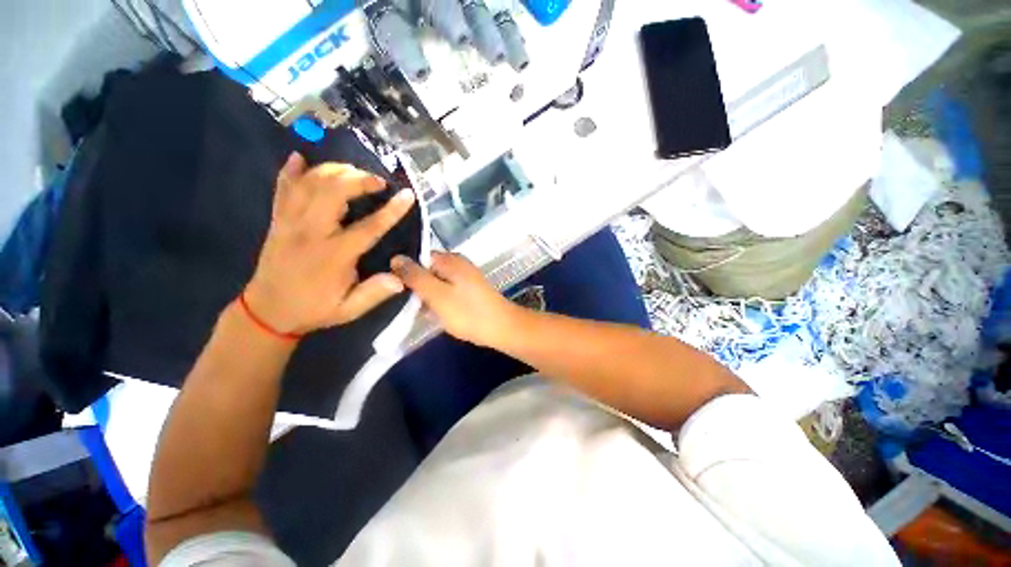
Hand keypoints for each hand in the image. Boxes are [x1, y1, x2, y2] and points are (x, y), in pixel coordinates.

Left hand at [243, 153, 415, 335]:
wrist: (267, 311)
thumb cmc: (313, 309)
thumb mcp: (349, 309)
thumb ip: (374, 293)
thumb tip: (401, 278)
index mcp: (333, 256)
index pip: (368, 227)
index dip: (391, 210)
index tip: (407, 195)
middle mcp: (310, 233)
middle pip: (332, 192)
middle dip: (358, 179)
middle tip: (378, 181)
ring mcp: (289, 223)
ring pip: (309, 184)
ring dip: (333, 171)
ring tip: (354, 172)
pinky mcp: (277, 220)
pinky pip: (281, 188)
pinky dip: (291, 171)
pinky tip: (300, 158)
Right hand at [391, 252, 520, 347]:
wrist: (502, 328)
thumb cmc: (468, 312)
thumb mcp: (437, 295)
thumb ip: (416, 277)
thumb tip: (395, 258)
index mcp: (450, 260)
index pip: (418, 257)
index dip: (405, 272)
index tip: (395, 290)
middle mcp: (458, 263)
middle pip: (427, 270)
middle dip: (416, 286)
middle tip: (408, 304)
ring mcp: (465, 277)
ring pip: (436, 283)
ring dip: (427, 296)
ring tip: (420, 311)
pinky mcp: (468, 290)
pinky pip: (447, 291)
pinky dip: (439, 301)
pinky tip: (435, 314)